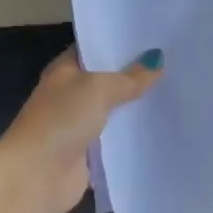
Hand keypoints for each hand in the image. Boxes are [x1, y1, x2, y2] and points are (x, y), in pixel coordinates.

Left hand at [0, 47, 163, 212]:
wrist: (36, 175)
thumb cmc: (61, 120)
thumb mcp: (98, 89)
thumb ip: (129, 78)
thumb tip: (157, 60)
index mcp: (64, 71)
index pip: (95, 50)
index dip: (121, 44)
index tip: (154, 38)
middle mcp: (70, 95)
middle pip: (108, 81)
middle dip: (136, 76)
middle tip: (173, 65)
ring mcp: (79, 125)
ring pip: (115, 111)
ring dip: (137, 107)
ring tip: (175, 94)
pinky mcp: (89, 153)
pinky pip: (117, 139)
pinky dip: (133, 136)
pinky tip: (161, 128)